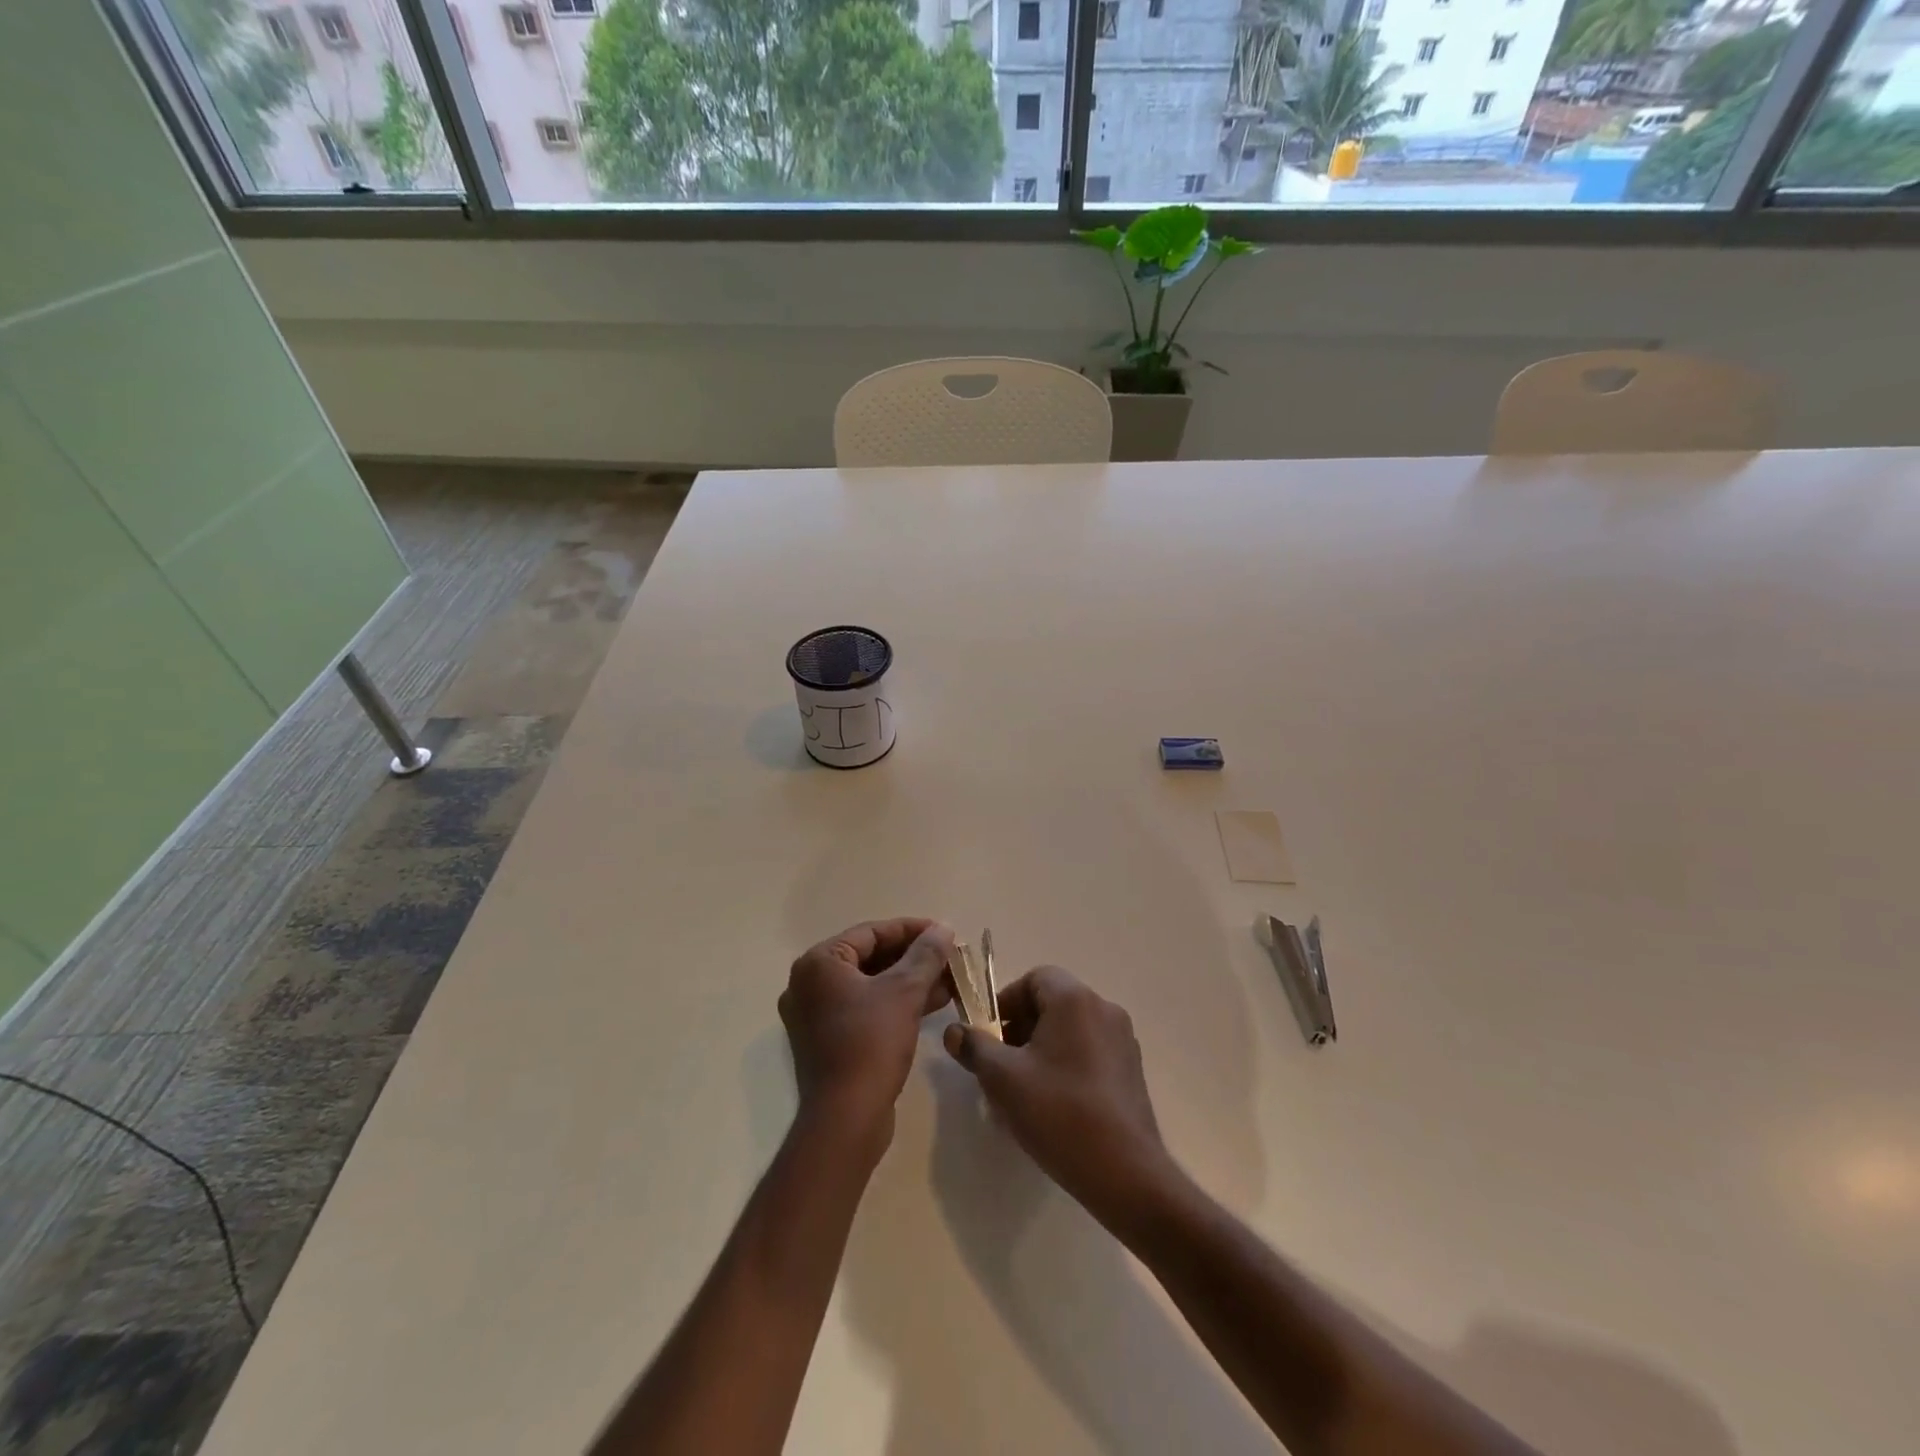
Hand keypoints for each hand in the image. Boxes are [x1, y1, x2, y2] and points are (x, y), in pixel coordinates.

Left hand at [780, 919, 955, 1138]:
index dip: (911, 929)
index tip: (944, 932)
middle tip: (949, 957)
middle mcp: (809, 985)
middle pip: (870, 958)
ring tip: (950, 981)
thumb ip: (925, 955)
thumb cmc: (870, 1044)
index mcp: (819, 964)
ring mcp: (816, 1016)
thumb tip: (943, 928)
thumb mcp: (904, 992)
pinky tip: (931, 1004)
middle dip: (913, 958)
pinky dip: (895, 1004)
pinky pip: (865, 1009)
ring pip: (870, 986)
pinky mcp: (828, 1042)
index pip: (870, 933)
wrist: (846, 1119)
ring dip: (909, 981)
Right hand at [942, 966, 1178, 1234]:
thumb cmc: (1059, 1113)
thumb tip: (953, 1031)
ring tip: (1023, 1089)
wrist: (1126, 1173)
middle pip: (1052, 1003)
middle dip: (1020, 1027)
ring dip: (1042, 1048)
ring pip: (1070, 1029)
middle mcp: (1103, 1009)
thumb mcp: (1004, 1079)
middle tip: (1001, 1065)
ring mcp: (1122, 1040)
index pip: (1034, 979)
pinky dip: (1066, 1064)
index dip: (1006, 1002)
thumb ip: (975, 1048)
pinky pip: (1089, 1051)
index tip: (989, 1036)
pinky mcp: (1131, 1070)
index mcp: (1075, 999)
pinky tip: (1053, 1105)